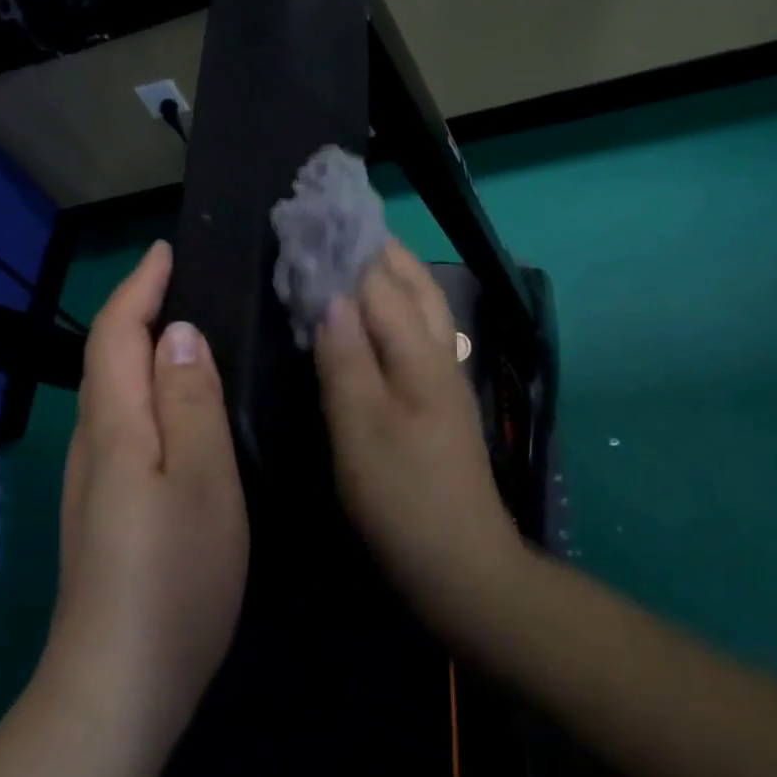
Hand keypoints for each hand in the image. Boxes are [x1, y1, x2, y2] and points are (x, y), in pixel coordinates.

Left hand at [46, 240, 247, 761]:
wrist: (118, 686)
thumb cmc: (173, 577)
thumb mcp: (201, 480)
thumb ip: (190, 402)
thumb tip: (178, 333)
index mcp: (116, 427)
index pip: (117, 335)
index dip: (138, 288)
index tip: (166, 251)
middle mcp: (94, 446)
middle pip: (109, 362)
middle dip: (139, 313)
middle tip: (188, 286)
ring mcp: (93, 485)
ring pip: (116, 398)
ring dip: (143, 355)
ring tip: (192, 338)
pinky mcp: (104, 515)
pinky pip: (125, 431)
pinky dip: (149, 399)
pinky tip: (180, 416)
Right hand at [314, 240, 521, 614]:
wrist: (461, 563)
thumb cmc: (403, 497)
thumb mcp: (361, 427)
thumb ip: (346, 358)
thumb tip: (332, 294)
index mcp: (418, 352)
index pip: (380, 280)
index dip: (348, 246)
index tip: (315, 213)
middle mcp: (439, 353)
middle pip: (412, 283)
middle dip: (377, 249)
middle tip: (335, 225)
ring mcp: (444, 378)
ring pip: (422, 307)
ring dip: (391, 275)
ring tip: (353, 257)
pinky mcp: (440, 402)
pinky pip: (417, 335)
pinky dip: (394, 310)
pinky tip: (375, 319)